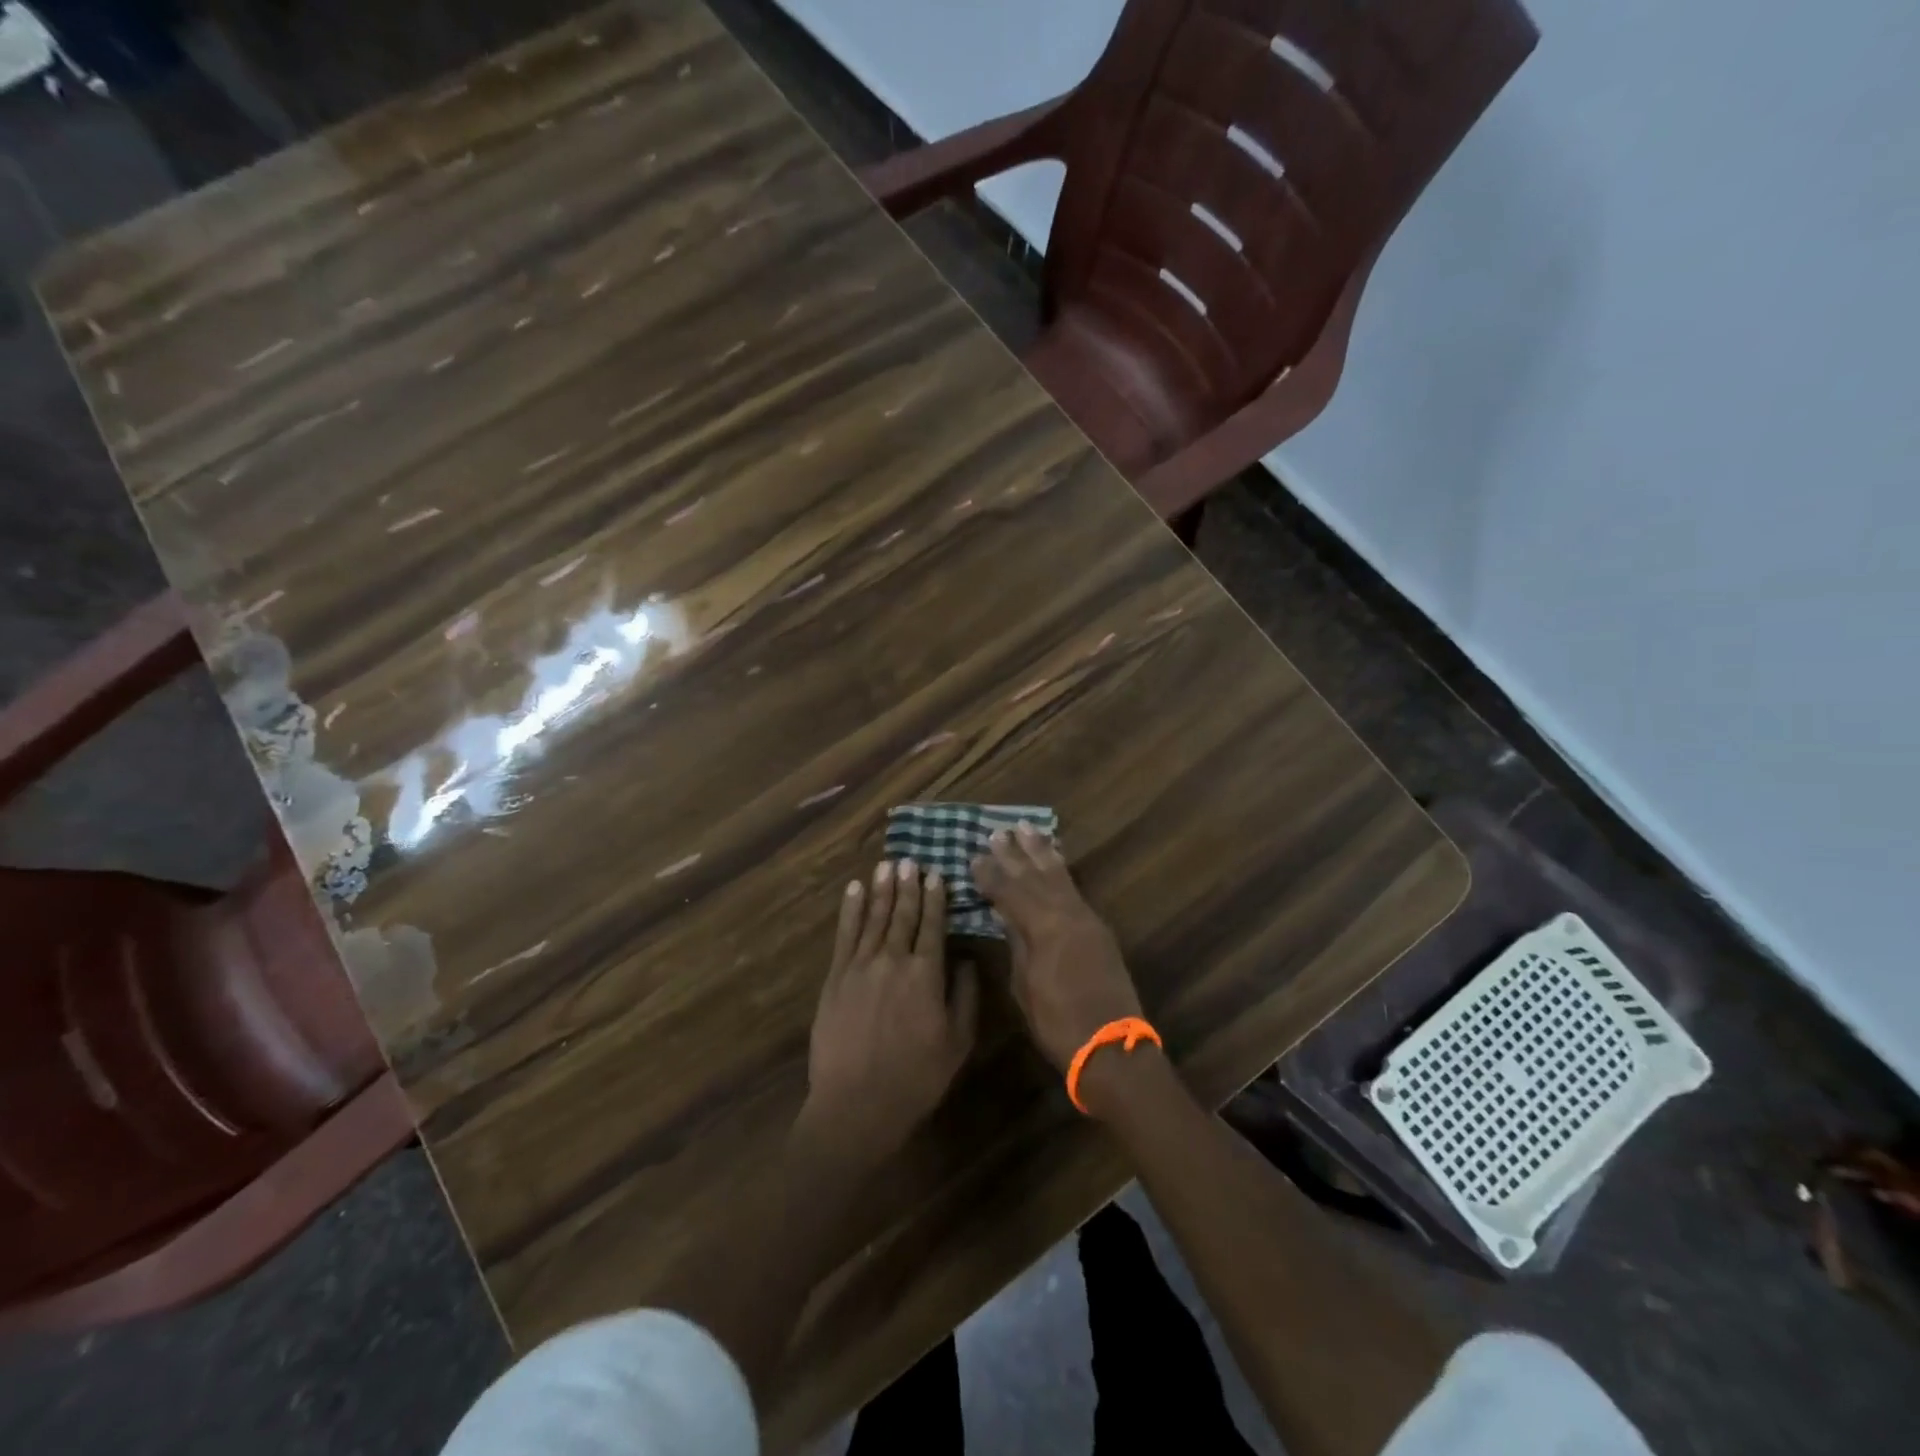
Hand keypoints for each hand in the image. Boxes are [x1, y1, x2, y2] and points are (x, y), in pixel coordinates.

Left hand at [799, 859, 977, 1165]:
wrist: (856, 1105)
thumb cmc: (915, 1078)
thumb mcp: (957, 1043)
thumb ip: (965, 997)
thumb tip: (965, 960)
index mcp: (926, 975)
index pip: (932, 926)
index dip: (935, 898)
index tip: (936, 875)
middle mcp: (893, 960)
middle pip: (902, 915)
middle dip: (908, 886)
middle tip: (910, 860)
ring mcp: (860, 967)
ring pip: (873, 918)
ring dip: (881, 890)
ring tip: (887, 865)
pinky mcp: (835, 978)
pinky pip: (844, 935)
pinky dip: (850, 910)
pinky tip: (854, 891)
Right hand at [972, 824, 1140, 1072]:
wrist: (1111, 1046)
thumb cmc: (1058, 1023)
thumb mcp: (1025, 986)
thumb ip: (1017, 945)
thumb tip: (1007, 917)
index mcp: (1043, 927)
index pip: (1010, 892)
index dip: (990, 875)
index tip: (973, 856)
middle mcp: (1066, 914)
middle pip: (1036, 876)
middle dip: (1015, 854)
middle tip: (998, 832)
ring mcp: (1086, 919)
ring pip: (1059, 876)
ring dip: (1042, 852)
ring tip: (1028, 829)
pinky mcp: (1098, 929)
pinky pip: (1075, 888)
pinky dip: (1061, 870)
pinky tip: (1056, 860)